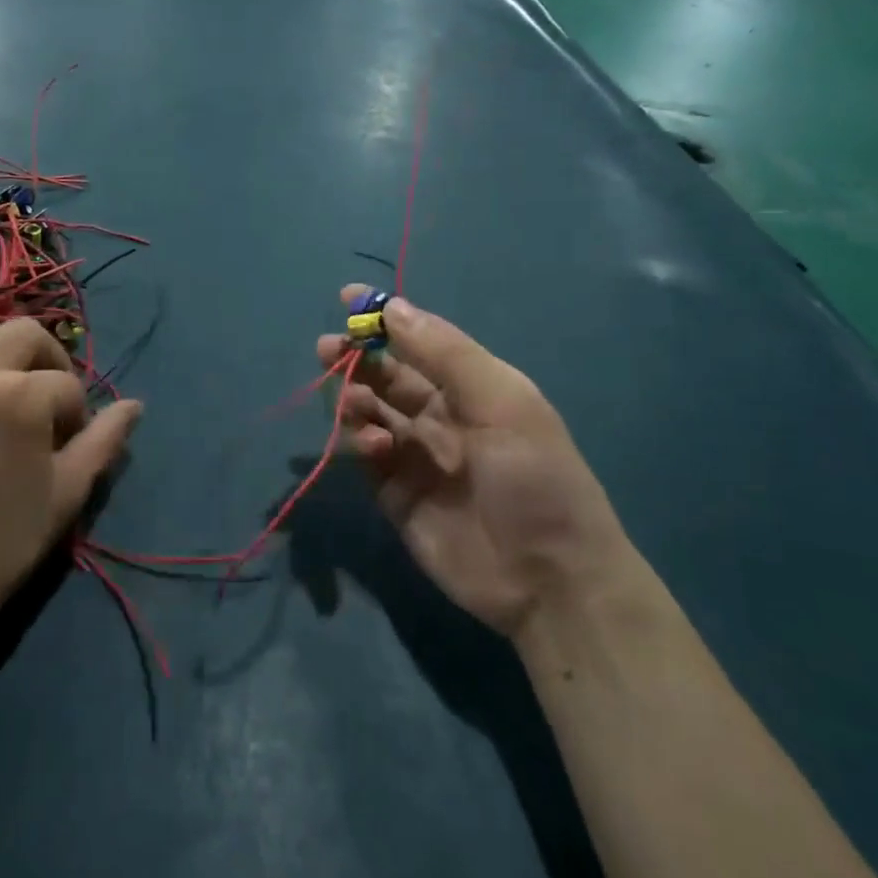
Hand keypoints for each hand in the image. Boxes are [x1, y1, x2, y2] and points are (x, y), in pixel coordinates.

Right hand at [316, 287, 628, 639]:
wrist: (550, 579)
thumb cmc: (535, 476)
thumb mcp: (502, 401)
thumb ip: (445, 354)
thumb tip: (393, 307)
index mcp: (471, 386)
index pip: (419, 341)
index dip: (385, 319)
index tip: (346, 298)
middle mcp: (441, 415)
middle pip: (386, 376)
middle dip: (356, 358)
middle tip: (328, 350)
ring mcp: (416, 456)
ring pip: (371, 413)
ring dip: (355, 399)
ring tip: (354, 404)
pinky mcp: (396, 495)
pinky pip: (366, 458)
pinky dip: (361, 443)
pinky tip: (374, 447)